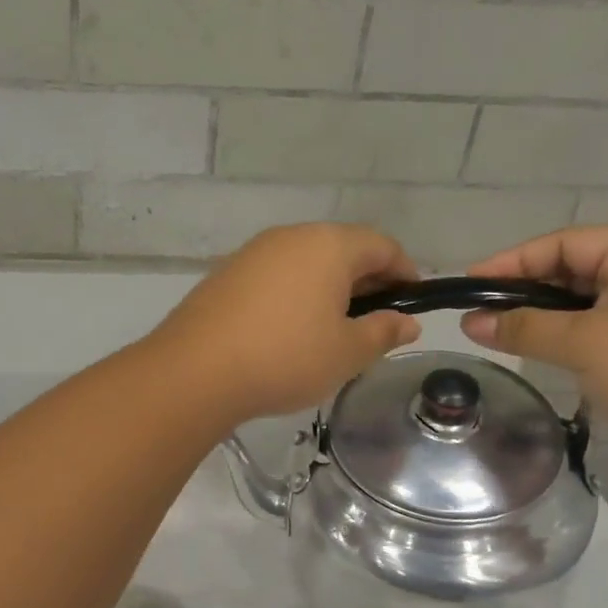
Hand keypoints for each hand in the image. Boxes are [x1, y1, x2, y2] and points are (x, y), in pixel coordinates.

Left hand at [152, 224, 421, 421]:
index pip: (382, 245)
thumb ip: (382, 332)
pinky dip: (293, 295)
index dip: (405, 272)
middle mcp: (290, 237)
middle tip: (375, 321)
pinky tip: (289, 331)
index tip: (412, 304)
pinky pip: (274, 277)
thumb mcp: (346, 353)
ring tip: (332, 330)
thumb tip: (407, 322)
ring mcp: (252, 253)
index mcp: (328, 245)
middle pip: (342, 249)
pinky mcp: (225, 275)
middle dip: (366, 281)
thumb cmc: (285, 358)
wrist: (195, 371)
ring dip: (327, 289)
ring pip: (305, 263)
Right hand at [462, 227, 607, 482]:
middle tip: (481, 311)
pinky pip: (603, 328)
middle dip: (527, 289)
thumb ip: (522, 327)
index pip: (566, 242)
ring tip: (502, 332)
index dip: (513, 260)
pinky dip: (569, 335)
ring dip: (545, 315)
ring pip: (588, 302)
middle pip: (577, 268)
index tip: (470, 283)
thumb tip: (469, 323)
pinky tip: (543, 351)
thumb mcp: (582, 343)